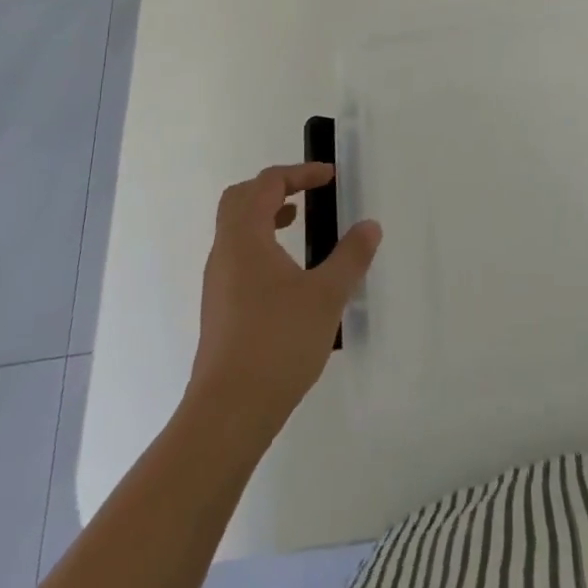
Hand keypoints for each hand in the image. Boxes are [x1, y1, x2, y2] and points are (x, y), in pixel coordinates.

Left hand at [189, 163, 380, 432]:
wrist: (228, 414)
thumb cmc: (277, 342)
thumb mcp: (326, 295)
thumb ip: (350, 256)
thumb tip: (370, 227)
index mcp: (245, 236)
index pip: (267, 183)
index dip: (300, 173)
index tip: (330, 178)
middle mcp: (225, 252)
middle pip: (241, 199)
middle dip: (275, 188)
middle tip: (307, 193)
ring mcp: (217, 283)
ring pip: (236, 230)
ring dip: (266, 216)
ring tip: (299, 226)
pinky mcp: (219, 310)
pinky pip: (238, 257)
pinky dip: (261, 245)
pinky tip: (287, 274)